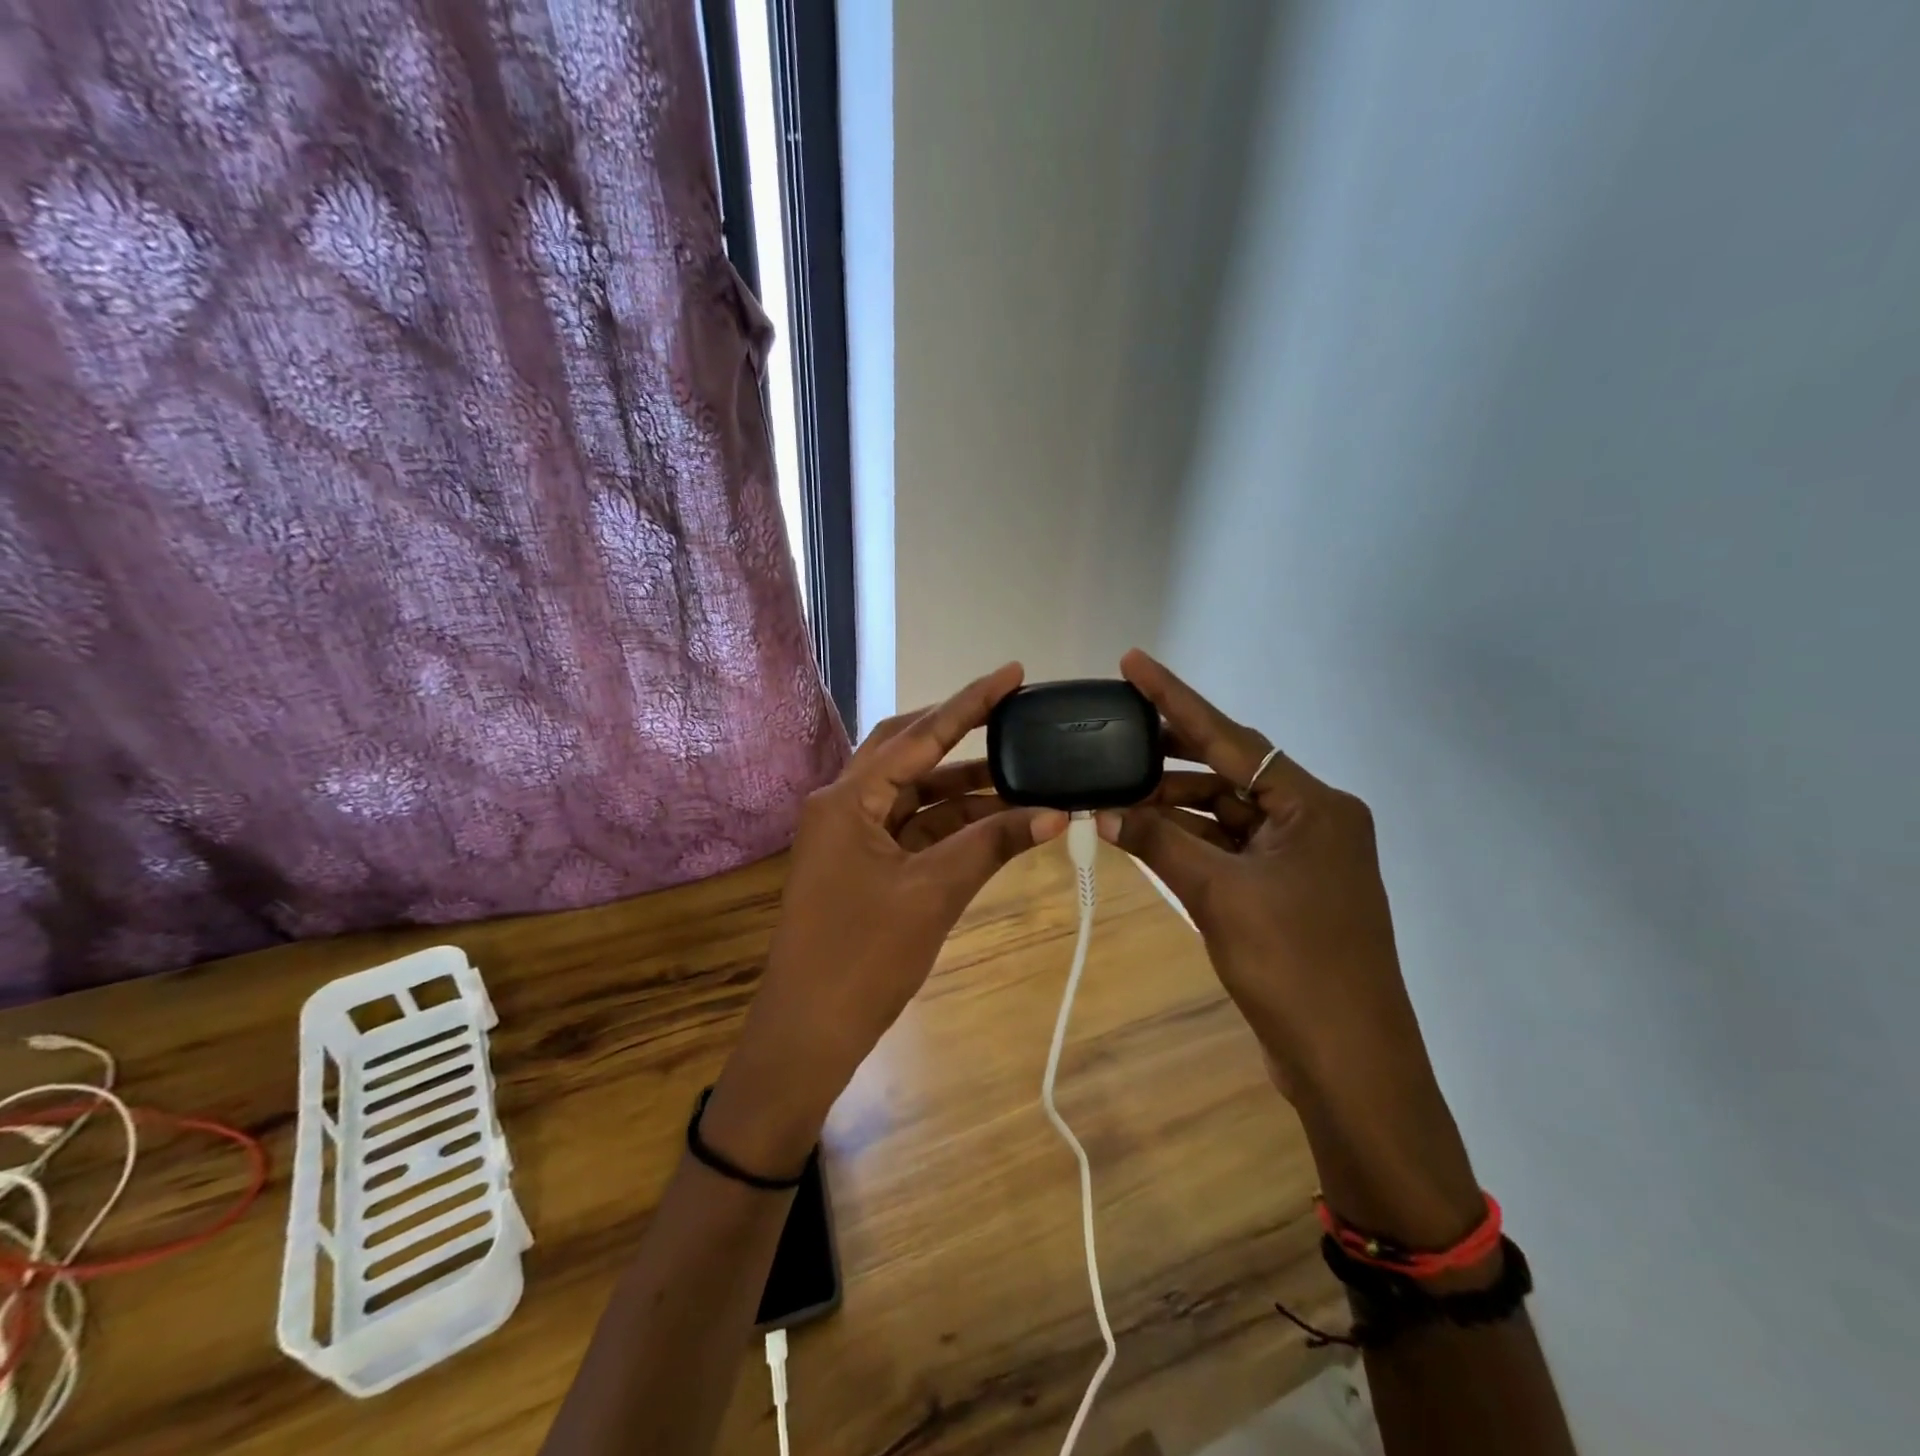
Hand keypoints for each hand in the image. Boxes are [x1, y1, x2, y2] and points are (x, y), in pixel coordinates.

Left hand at [704, 664, 1066, 1174]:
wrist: (809, 1033)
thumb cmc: (863, 958)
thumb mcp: (934, 894)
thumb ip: (991, 844)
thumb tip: (1055, 812)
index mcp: (847, 798)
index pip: (919, 736)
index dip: (969, 703)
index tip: (1012, 673)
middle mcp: (843, 804)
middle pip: (908, 752)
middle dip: (961, 734)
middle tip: (1014, 715)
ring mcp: (850, 836)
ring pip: (913, 794)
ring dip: (963, 787)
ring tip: (1022, 773)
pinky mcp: (861, 865)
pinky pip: (911, 829)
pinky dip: (950, 824)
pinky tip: (994, 819)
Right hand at [1101, 649, 1481, 1245]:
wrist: (1349, 1062)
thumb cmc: (1293, 967)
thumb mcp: (1218, 896)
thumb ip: (1159, 843)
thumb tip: (1101, 811)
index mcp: (1314, 806)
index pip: (1230, 738)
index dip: (1175, 699)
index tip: (1133, 663)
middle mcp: (1314, 819)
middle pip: (1230, 769)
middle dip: (1170, 753)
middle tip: (1114, 730)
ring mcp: (1303, 856)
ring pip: (1227, 810)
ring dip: (1175, 803)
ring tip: (1116, 789)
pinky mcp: (1288, 888)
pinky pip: (1231, 845)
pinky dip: (1190, 839)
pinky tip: (1145, 831)